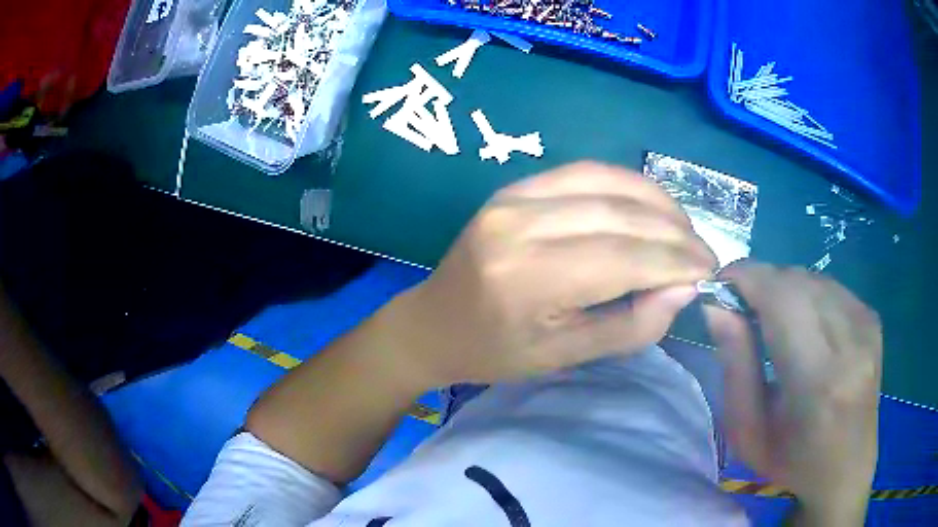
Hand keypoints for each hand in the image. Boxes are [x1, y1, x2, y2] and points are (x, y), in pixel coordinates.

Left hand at [394, 161, 715, 386]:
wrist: (432, 322)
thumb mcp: (565, 357)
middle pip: (619, 215)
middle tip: (704, 252)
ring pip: (607, 183)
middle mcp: (519, 225)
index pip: (623, 257)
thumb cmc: (494, 353)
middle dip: (674, 232)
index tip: (709, 270)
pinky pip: (584, 172)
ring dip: (657, 202)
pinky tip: (650, 205)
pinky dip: (626, 185)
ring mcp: (513, 197)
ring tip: (684, 228)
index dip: (675, 261)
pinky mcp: (514, 186)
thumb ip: (631, 325)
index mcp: (528, 280)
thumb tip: (684, 287)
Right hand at [704, 263, 880, 524]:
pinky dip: (809, 295)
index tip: (720, 285)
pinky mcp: (873, 320)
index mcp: (816, 380)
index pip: (780, 297)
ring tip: (774, 320)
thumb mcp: (747, 431)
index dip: (746, 278)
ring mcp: (866, 326)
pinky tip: (805, 324)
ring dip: (785, 289)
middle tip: (743, 308)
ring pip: (814, 278)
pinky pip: (832, 287)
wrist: (846, 468)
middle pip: (797, 280)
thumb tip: (717, 305)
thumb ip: (735, 365)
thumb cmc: (790, 460)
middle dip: (762, 283)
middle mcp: (849, 342)